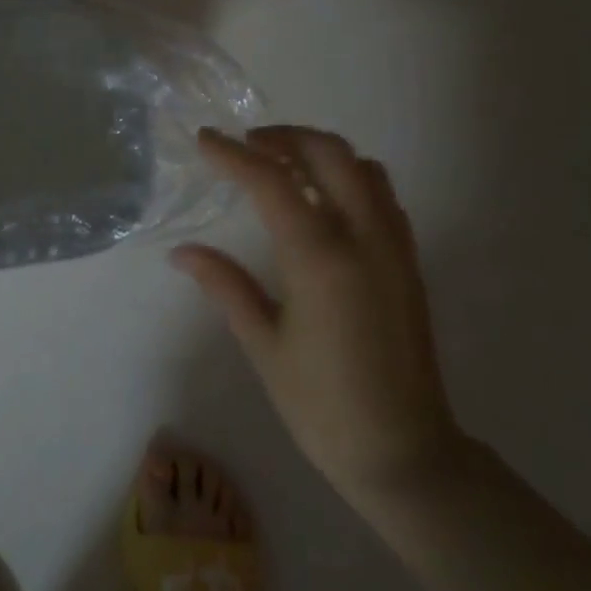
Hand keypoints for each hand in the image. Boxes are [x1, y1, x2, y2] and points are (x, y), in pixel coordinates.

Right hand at [172, 126, 465, 505]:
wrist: (405, 453)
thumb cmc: (322, 404)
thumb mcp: (262, 344)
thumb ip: (224, 285)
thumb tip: (181, 252)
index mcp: (320, 259)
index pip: (272, 182)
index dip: (233, 155)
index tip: (204, 139)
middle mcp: (364, 239)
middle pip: (329, 154)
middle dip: (284, 137)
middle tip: (247, 145)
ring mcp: (394, 248)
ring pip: (363, 167)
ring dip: (320, 153)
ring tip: (281, 167)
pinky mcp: (409, 262)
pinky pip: (382, 195)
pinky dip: (349, 177)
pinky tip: (322, 202)